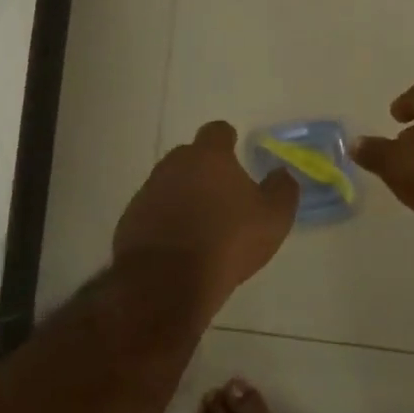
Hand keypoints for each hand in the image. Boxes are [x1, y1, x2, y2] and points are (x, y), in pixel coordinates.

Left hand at [114, 122, 299, 316]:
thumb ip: (282, 189)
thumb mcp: (273, 218)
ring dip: (184, 196)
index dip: (228, 140)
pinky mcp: (130, 221)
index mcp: (209, 157)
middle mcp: (173, 166)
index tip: (235, 152)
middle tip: (222, 194)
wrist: (168, 281)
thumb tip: (281, 174)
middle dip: (204, 169)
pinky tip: (179, 246)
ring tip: (202, 224)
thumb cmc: (228, 241)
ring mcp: (147, 192)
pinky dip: (166, 221)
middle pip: (189, 156)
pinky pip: (153, 212)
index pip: (217, 131)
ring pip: (169, 184)